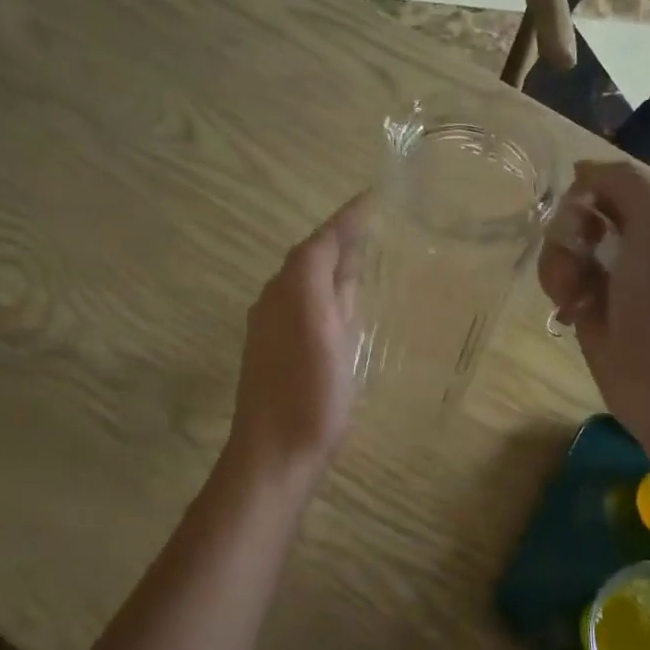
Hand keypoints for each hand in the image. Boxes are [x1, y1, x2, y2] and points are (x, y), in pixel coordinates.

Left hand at [228, 194, 369, 481]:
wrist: (276, 452)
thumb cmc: (309, 393)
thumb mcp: (329, 333)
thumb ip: (335, 287)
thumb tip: (343, 252)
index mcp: (291, 289)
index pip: (322, 241)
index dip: (348, 219)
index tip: (374, 197)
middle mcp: (277, 300)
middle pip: (310, 258)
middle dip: (339, 238)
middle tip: (375, 225)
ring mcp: (274, 328)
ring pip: (306, 282)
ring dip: (332, 265)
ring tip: (365, 257)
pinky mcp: (278, 353)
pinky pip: (305, 306)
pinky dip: (326, 294)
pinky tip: (344, 306)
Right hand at [538, 161, 649, 441]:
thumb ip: (622, 179)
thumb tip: (581, 171)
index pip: (603, 182)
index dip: (584, 193)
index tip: (583, 210)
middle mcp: (631, 239)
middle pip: (574, 214)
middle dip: (567, 232)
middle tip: (582, 256)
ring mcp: (606, 275)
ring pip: (559, 248)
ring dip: (560, 267)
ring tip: (578, 295)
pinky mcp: (585, 307)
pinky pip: (556, 282)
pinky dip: (559, 292)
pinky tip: (573, 312)